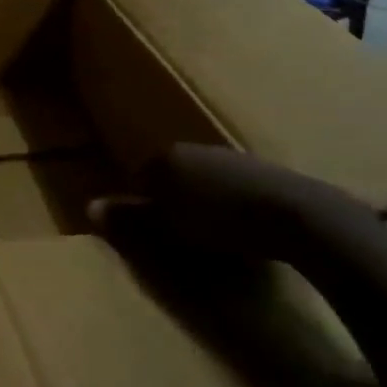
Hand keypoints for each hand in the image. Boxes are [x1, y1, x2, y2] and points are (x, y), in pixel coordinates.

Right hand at [88, 145, 341, 264]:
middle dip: (174, 202)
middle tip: (181, 236)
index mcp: (166, 157)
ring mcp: (233, 157)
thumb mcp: (165, 228)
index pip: (139, 178)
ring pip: (206, 181)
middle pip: (173, 177)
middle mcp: (196, 149)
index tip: (153, 235)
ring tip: (215, 237)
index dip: (143, 208)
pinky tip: (245, 230)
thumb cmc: (220, 222)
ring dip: (206, 203)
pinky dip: (235, 206)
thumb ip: (129, 218)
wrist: (298, 217)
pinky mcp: (268, 172)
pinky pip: (236, 189)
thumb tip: (89, 207)